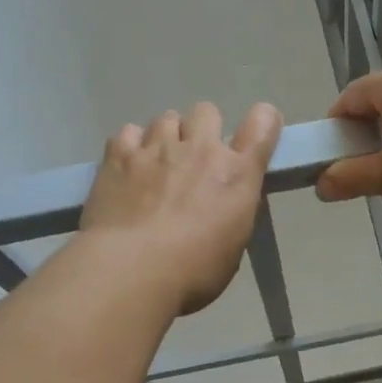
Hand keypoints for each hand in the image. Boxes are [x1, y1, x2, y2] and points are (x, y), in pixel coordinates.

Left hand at [82, 101, 283, 314]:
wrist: (132, 271)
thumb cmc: (193, 271)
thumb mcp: (234, 244)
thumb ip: (233, 210)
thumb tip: (224, 202)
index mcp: (236, 174)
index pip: (262, 125)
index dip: (263, 122)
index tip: (257, 133)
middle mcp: (200, 149)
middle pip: (207, 111)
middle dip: (203, 129)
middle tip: (194, 158)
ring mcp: (157, 148)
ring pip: (166, 118)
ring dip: (167, 136)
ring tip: (157, 164)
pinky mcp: (119, 155)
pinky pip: (128, 132)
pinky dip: (131, 145)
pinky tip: (128, 166)